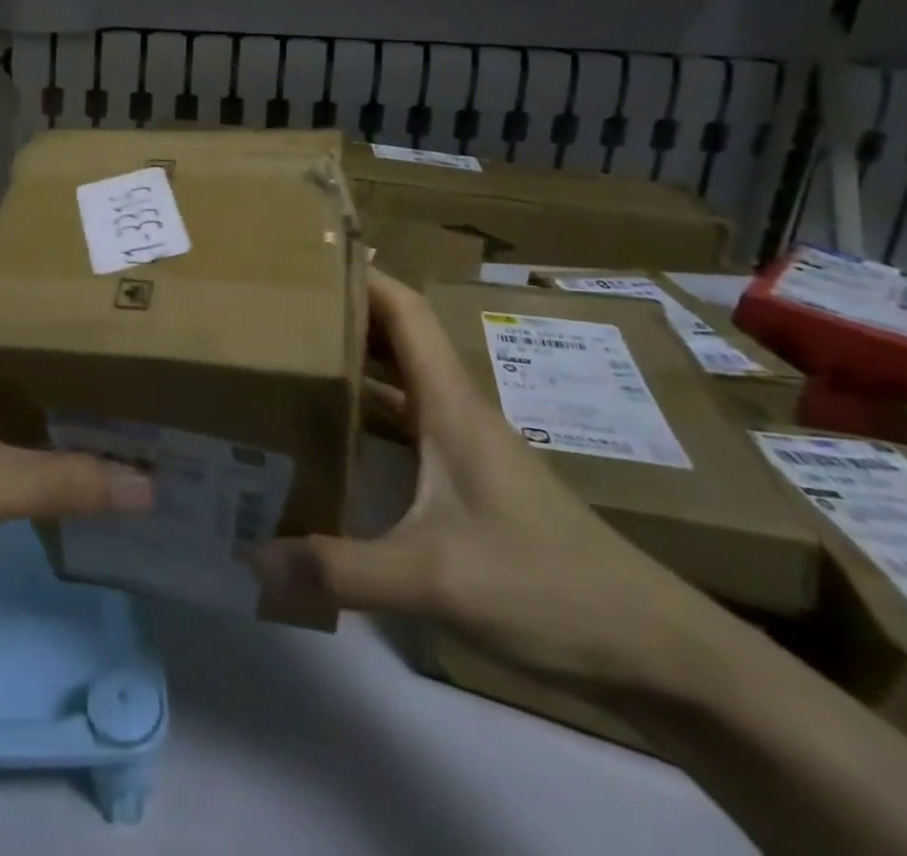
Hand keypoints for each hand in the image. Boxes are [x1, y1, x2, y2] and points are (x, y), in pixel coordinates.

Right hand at [250, 269, 716, 696]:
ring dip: (354, 364)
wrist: (653, 649)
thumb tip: (254, 560)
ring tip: (292, 361)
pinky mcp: (470, 485)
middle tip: (278, 308)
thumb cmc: (547, 586)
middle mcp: (456, 413)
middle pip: (396, 339)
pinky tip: (334, 441)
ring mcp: (466, 449)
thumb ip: (341, 570)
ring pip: (400, 385)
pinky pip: (406, 428)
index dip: (361, 275)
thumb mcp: (434, 578)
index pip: (405, 311)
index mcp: (451, 404)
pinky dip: (368, 417)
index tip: (306, 257)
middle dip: (343, 315)